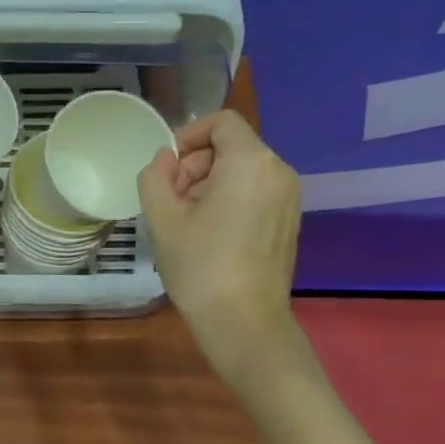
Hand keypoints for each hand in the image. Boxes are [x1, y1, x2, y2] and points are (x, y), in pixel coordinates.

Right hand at [137, 110, 303, 388]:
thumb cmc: (199, 266)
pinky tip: (208, 235)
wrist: (244, 321)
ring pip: (242, 171)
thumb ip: (155, 177)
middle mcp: (278, 172)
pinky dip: (228, 200)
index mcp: (250, 162)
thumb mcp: (162, 219)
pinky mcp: (288, 222)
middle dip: (195, 165)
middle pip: (231, 147)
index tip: (166, 168)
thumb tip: (164, 158)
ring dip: (208, 185)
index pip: (221, 122)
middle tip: (169, 201)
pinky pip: (255, 193)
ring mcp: (289, 198)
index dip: (188, 135)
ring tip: (185, 221)